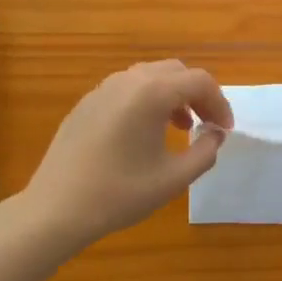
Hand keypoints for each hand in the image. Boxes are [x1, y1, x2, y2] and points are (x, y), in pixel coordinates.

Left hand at [19, 60, 232, 247]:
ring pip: (150, 77)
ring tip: (180, 127)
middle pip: (176, 72)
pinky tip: (144, 133)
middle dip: (197, 95)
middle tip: (207, 124)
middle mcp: (128, 80)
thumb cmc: (120, 193)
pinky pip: (127, 89)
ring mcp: (103, 88)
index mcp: (152, 92)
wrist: (56, 208)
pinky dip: (147, 100)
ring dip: (172, 96)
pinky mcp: (87, 103)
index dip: (219, 103)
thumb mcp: (174, 178)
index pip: (200, 81)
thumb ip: (205, 152)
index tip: (225, 131)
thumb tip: (215, 134)